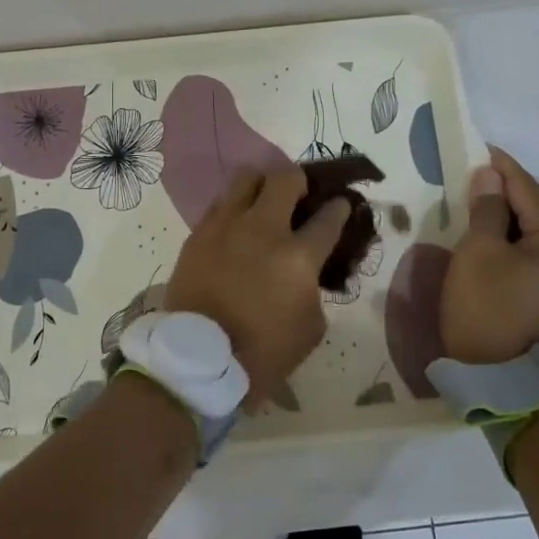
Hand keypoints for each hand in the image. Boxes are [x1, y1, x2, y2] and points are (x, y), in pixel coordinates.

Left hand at [164, 168, 350, 407]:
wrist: (198, 360)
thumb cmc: (262, 352)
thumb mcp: (310, 328)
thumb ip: (314, 288)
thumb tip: (308, 270)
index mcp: (297, 257)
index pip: (328, 217)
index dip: (339, 207)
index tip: (341, 203)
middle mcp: (262, 230)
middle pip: (285, 179)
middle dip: (300, 181)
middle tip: (300, 196)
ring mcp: (225, 227)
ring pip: (246, 179)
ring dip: (262, 185)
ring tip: (264, 201)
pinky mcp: (197, 234)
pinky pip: (219, 204)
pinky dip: (233, 207)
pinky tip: (236, 223)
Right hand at [440, 147, 538, 363]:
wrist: (507, 382)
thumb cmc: (487, 310)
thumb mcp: (477, 254)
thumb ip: (486, 210)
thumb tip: (490, 175)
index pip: (529, 188)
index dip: (502, 167)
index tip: (478, 151)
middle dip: (513, 189)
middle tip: (476, 185)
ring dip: (518, 214)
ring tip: (484, 213)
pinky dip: (523, 237)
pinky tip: (499, 243)